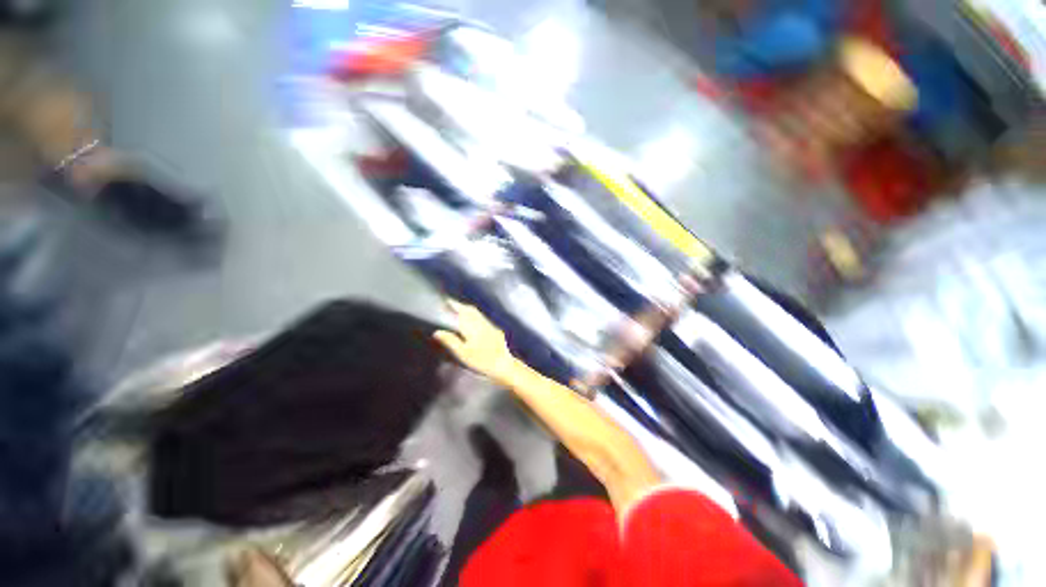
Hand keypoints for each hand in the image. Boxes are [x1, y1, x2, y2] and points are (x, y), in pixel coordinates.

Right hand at [434, 300, 517, 384]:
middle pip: (471, 310)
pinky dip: (476, 316)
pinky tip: (474, 322)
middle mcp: (482, 322)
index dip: (454, 305)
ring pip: (478, 314)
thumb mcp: (463, 353)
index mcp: (472, 326)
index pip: (462, 311)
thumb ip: (450, 341)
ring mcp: (490, 326)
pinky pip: (483, 319)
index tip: (447, 301)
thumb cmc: (481, 360)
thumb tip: (437, 332)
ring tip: (460, 311)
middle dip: (461, 306)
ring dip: (469, 310)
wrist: (504, 364)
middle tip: (452, 304)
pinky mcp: (496, 331)